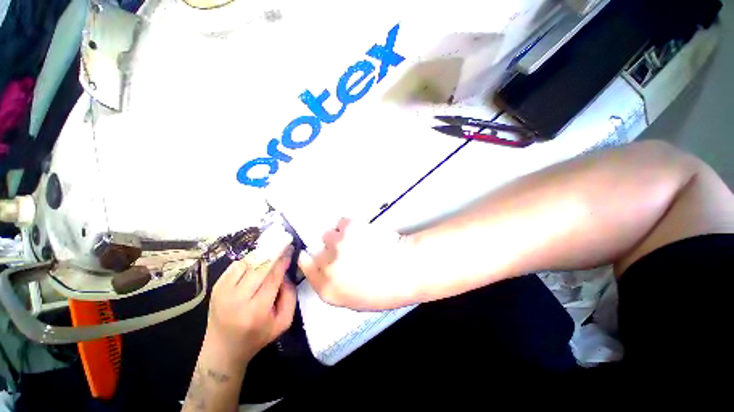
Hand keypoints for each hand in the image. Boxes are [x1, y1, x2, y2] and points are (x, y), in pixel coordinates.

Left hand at [205, 228, 296, 363]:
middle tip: (284, 239)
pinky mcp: (216, 288)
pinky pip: (235, 266)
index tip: (290, 248)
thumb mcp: (283, 322)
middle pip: (258, 267)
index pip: (272, 277)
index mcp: (256, 311)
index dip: (282, 260)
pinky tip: (258, 257)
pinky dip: (248, 259)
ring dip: (261, 253)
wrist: (222, 350)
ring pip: (246, 263)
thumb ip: (290, 296)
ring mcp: (223, 292)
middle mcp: (237, 299)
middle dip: (273, 251)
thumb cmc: (257, 337)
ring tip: (272, 247)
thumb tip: (286, 273)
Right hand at [298, 218, 417, 310]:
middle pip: (317, 251)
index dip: (311, 260)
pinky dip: (350, 226)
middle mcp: (327, 266)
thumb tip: (329, 271)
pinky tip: (363, 232)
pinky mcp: (348, 226)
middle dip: (329, 251)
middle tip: (348, 251)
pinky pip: (341, 222)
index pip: (305, 267)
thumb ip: (335, 286)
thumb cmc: (386, 289)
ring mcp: (336, 244)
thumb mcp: (356, 299)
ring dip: (340, 237)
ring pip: (329, 235)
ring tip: (358, 240)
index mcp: (327, 289)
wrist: (406, 267)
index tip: (318, 256)